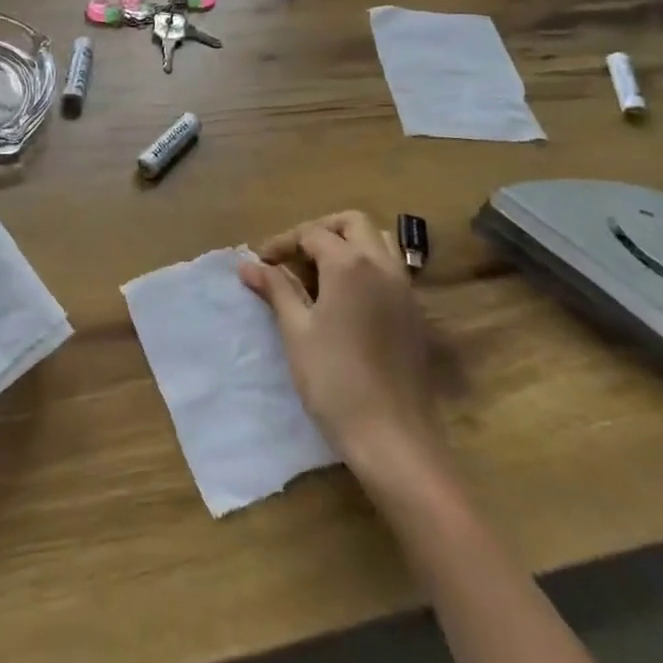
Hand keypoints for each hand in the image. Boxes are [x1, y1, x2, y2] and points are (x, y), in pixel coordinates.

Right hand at [239, 211, 444, 475]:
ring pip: (378, 242)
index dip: (283, 243)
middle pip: (351, 224)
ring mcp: (404, 288)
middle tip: (293, 258)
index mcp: (350, 264)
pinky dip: (366, 267)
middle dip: (320, 231)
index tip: (261, 264)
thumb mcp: (296, 331)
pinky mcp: (414, 313)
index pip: (312, 233)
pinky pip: (390, 269)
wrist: (394, 439)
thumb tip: (248, 264)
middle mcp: (382, 265)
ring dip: (347, 245)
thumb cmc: (335, 381)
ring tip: (319, 273)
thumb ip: (276, 290)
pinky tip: (345, 299)